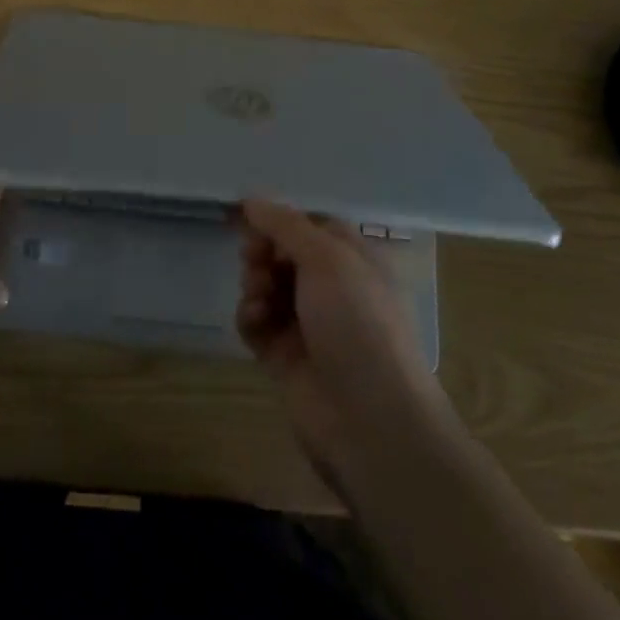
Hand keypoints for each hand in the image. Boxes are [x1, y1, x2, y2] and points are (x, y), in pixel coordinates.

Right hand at [236, 199, 452, 475]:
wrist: (370, 421)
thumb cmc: (358, 324)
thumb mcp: (327, 259)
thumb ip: (285, 225)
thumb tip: (252, 198)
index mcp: (353, 260)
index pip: (310, 225)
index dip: (279, 220)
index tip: (249, 217)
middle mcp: (332, 288)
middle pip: (282, 254)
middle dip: (262, 252)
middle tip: (254, 259)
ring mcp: (308, 324)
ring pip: (266, 286)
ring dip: (254, 283)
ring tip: (258, 297)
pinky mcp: (285, 357)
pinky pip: (257, 323)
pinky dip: (250, 317)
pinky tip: (255, 322)